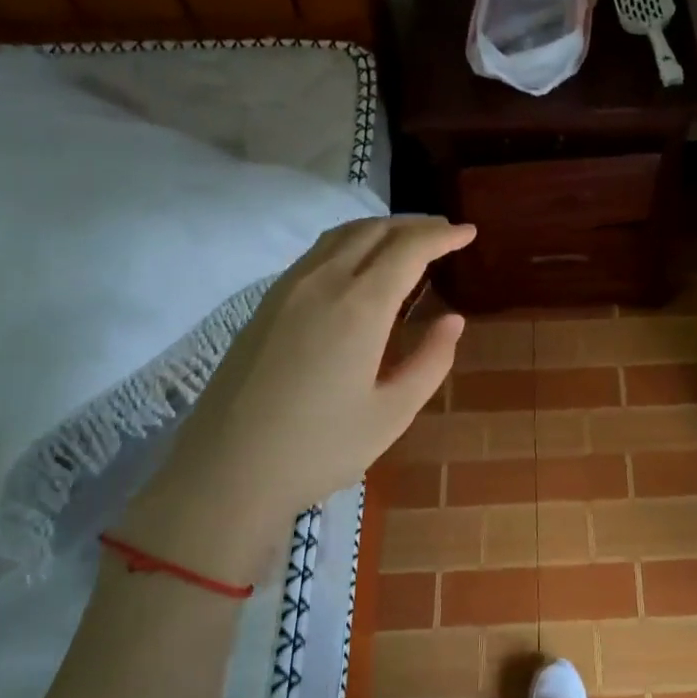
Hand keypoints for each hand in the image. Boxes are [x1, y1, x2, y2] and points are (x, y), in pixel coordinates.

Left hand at [115, 216, 472, 585]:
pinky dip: (351, 243)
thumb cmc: (320, 448)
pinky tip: (360, 266)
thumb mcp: (392, 413)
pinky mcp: (265, 305)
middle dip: (415, 225)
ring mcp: (287, 290)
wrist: (227, 472)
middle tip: (446, 233)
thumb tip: (452, 319)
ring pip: (341, 235)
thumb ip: (430, 361)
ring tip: (408, 241)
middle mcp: (322, 283)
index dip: (442, 235)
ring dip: (381, 229)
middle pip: (374, 230)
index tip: (469, 232)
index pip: (408, 248)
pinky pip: (317, 254)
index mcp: (359, 306)